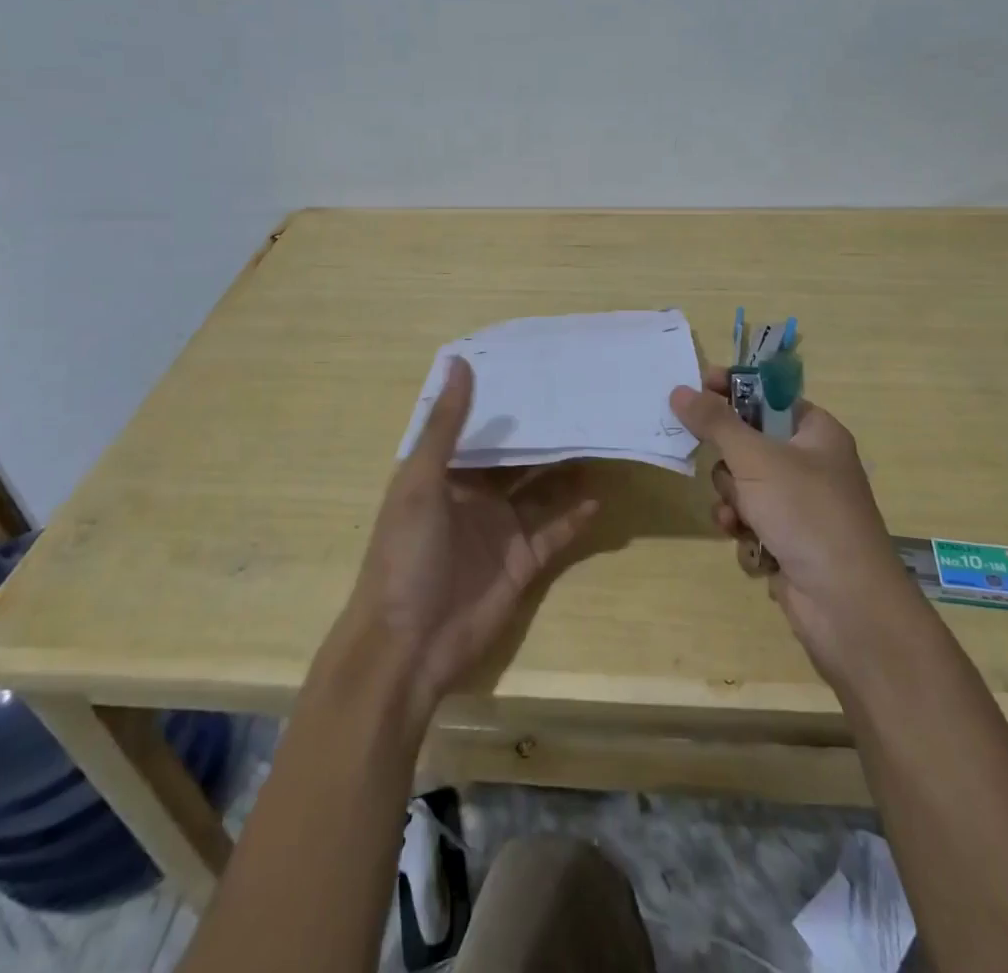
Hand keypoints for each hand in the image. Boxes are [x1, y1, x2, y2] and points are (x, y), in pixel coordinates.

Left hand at [341, 357, 598, 724]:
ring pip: (542, 492)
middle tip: (584, 404)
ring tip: (601, 442)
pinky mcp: (523, 563)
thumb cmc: (406, 554)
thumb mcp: (419, 482)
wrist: (407, 646)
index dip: (507, 403)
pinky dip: (576, 517)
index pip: (482, 430)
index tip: (541, 371)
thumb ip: (445, 426)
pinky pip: (555, 532)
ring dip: (568, 471)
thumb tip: (460, 361)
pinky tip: (600, 497)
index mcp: (446, 474)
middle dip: (545, 436)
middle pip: (518, 459)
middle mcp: (476, 496)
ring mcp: (501, 530)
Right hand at [670, 368, 925, 684]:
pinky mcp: (789, 540)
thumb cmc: (806, 514)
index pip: (767, 395)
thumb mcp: (756, 459)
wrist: (847, 606)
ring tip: (739, 517)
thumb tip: (679, 390)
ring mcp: (800, 505)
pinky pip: (750, 521)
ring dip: (733, 501)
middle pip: (748, 443)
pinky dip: (744, 531)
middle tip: (730, 472)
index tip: (696, 388)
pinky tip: (749, 544)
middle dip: (730, 464)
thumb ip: (715, 422)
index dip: (733, 390)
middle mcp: (810, 464)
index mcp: (816, 432)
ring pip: (743, 486)